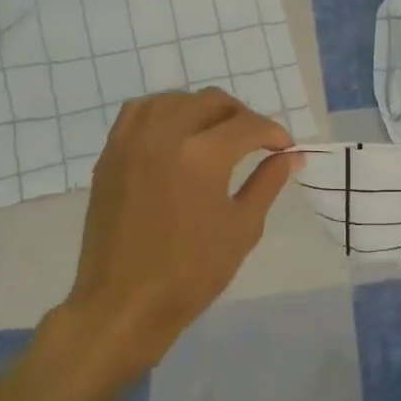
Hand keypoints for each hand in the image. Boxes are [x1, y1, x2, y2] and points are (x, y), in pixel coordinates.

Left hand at [65, 89, 296, 375]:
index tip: (285, 149)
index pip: (248, 126)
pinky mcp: (110, 154)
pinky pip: (139, 112)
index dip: (274, 133)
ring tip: (216, 134)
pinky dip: (164, 112)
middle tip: (256, 142)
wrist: (125, 301)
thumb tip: (290, 156)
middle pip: (211, 102)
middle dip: (242, 116)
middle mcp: (164, 135)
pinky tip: (175, 133)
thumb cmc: (192, 272)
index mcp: (202, 156)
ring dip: (202, 109)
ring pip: (173, 99)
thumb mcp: (242, 228)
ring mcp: (131, 141)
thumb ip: (267, 183)